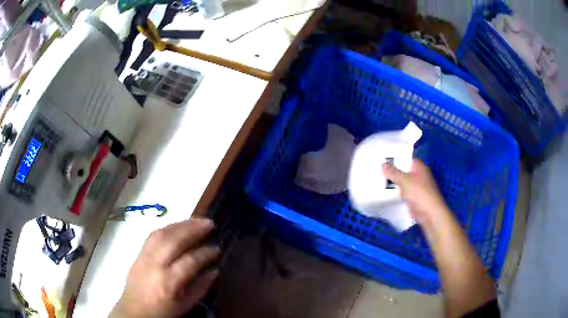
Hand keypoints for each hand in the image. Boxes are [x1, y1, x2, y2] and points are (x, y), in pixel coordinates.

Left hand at [110, 218, 219, 317]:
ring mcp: (144, 256)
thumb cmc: (162, 311)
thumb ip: (201, 287)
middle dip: (193, 229)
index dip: (205, 253)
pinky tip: (178, 226)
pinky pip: (153, 235)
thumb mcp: (185, 305)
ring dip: (181, 224)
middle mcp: (155, 265)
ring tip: (196, 220)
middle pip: (174, 240)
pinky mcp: (138, 253)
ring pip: (162, 233)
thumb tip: (215, 270)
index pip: (190, 261)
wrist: (134, 310)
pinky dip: (167, 228)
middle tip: (210, 223)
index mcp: (168, 283)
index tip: (217, 248)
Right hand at [382, 159, 448, 223]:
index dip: (395, 158)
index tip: (382, 158)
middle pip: (404, 171)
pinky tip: (385, 193)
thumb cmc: (420, 193)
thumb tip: (383, 164)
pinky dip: (396, 193)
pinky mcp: (414, 198)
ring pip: (403, 183)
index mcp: (419, 167)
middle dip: (392, 171)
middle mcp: (419, 176)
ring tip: (377, 180)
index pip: (406, 158)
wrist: (430, 214)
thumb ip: (393, 172)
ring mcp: (417, 188)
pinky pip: (403, 193)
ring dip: (393, 183)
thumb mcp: (405, 180)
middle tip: (377, 170)